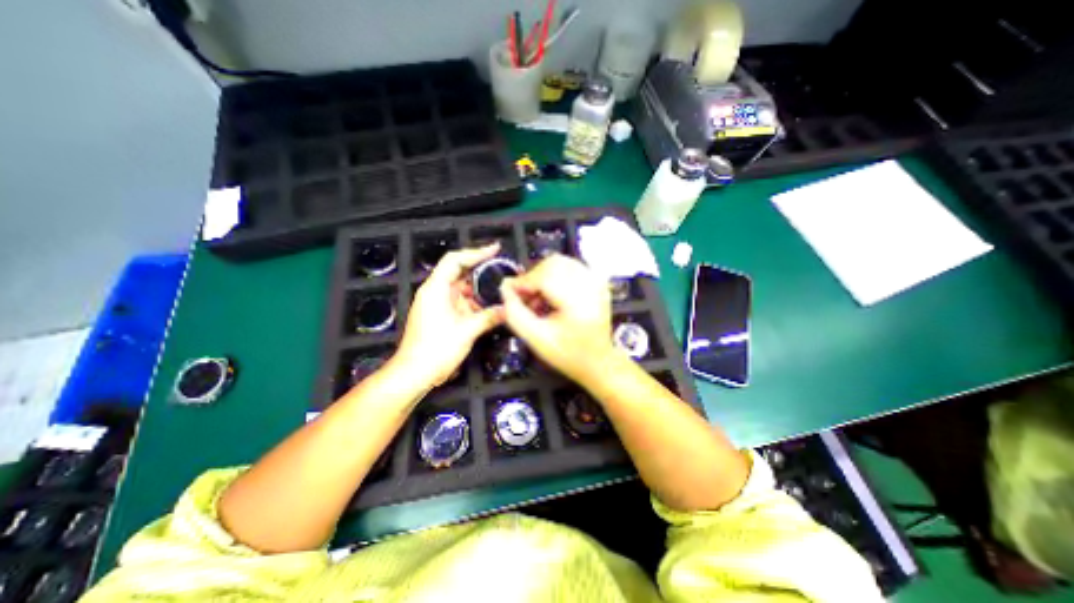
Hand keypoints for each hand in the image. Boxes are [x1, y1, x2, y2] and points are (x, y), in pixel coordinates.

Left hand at [393, 243, 506, 384]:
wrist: (413, 374)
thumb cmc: (436, 350)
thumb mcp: (467, 331)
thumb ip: (489, 317)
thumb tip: (509, 309)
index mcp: (436, 289)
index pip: (455, 260)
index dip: (476, 252)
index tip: (495, 250)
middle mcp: (435, 292)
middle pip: (460, 273)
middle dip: (482, 273)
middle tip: (503, 272)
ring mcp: (436, 304)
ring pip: (462, 290)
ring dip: (480, 292)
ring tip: (501, 292)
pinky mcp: (439, 316)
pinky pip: (460, 304)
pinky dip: (474, 305)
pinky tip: (490, 309)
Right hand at [500, 254, 615, 386]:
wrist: (598, 361)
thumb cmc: (568, 354)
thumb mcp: (535, 338)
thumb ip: (514, 313)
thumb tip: (505, 288)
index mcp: (579, 302)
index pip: (545, 275)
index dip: (523, 281)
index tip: (511, 292)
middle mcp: (592, 285)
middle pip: (553, 263)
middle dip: (533, 277)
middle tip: (525, 297)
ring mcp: (597, 281)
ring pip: (560, 262)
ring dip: (543, 276)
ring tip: (538, 299)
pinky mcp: (597, 282)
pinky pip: (570, 267)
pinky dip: (555, 276)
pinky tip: (551, 295)